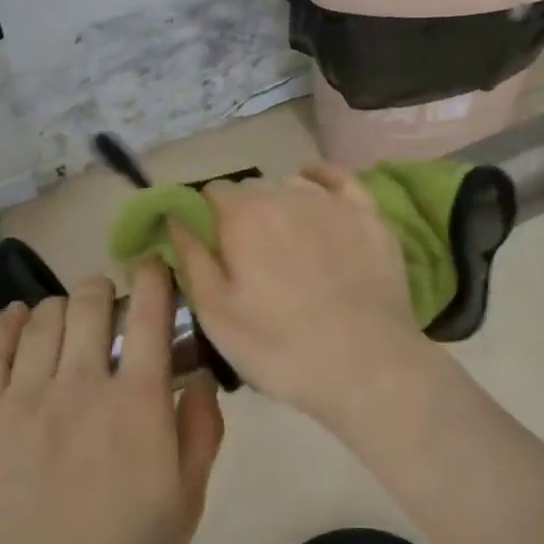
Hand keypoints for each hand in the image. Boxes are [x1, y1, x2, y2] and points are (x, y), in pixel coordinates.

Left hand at [0, 263, 223, 543]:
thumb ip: (202, 428)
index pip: (149, 312)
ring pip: (44, 317)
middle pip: (90, 301)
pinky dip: (9, 322)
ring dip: (65, 307)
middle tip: (112, 309)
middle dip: (107, 290)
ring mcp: (23, 399)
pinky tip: (20, 319)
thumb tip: (201, 371)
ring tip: (71, 325)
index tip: (155, 269)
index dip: (154, 277)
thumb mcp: (188, 502)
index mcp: (137, 404)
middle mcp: (80, 385)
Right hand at [171, 165, 434, 425]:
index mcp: (243, 216)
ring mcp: (331, 201)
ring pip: (293, 185)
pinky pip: (339, 179)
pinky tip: (315, 187)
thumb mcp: (215, 313)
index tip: (213, 247)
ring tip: (288, 242)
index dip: (207, 218)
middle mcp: (285, 194)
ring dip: (282, 203)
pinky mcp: (369, 215)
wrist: (366, 365)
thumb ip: (191, 257)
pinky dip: (322, 178)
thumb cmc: (280, 346)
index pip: (212, 193)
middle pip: (253, 189)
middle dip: (245, 214)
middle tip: (251, 258)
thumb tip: (175, 217)